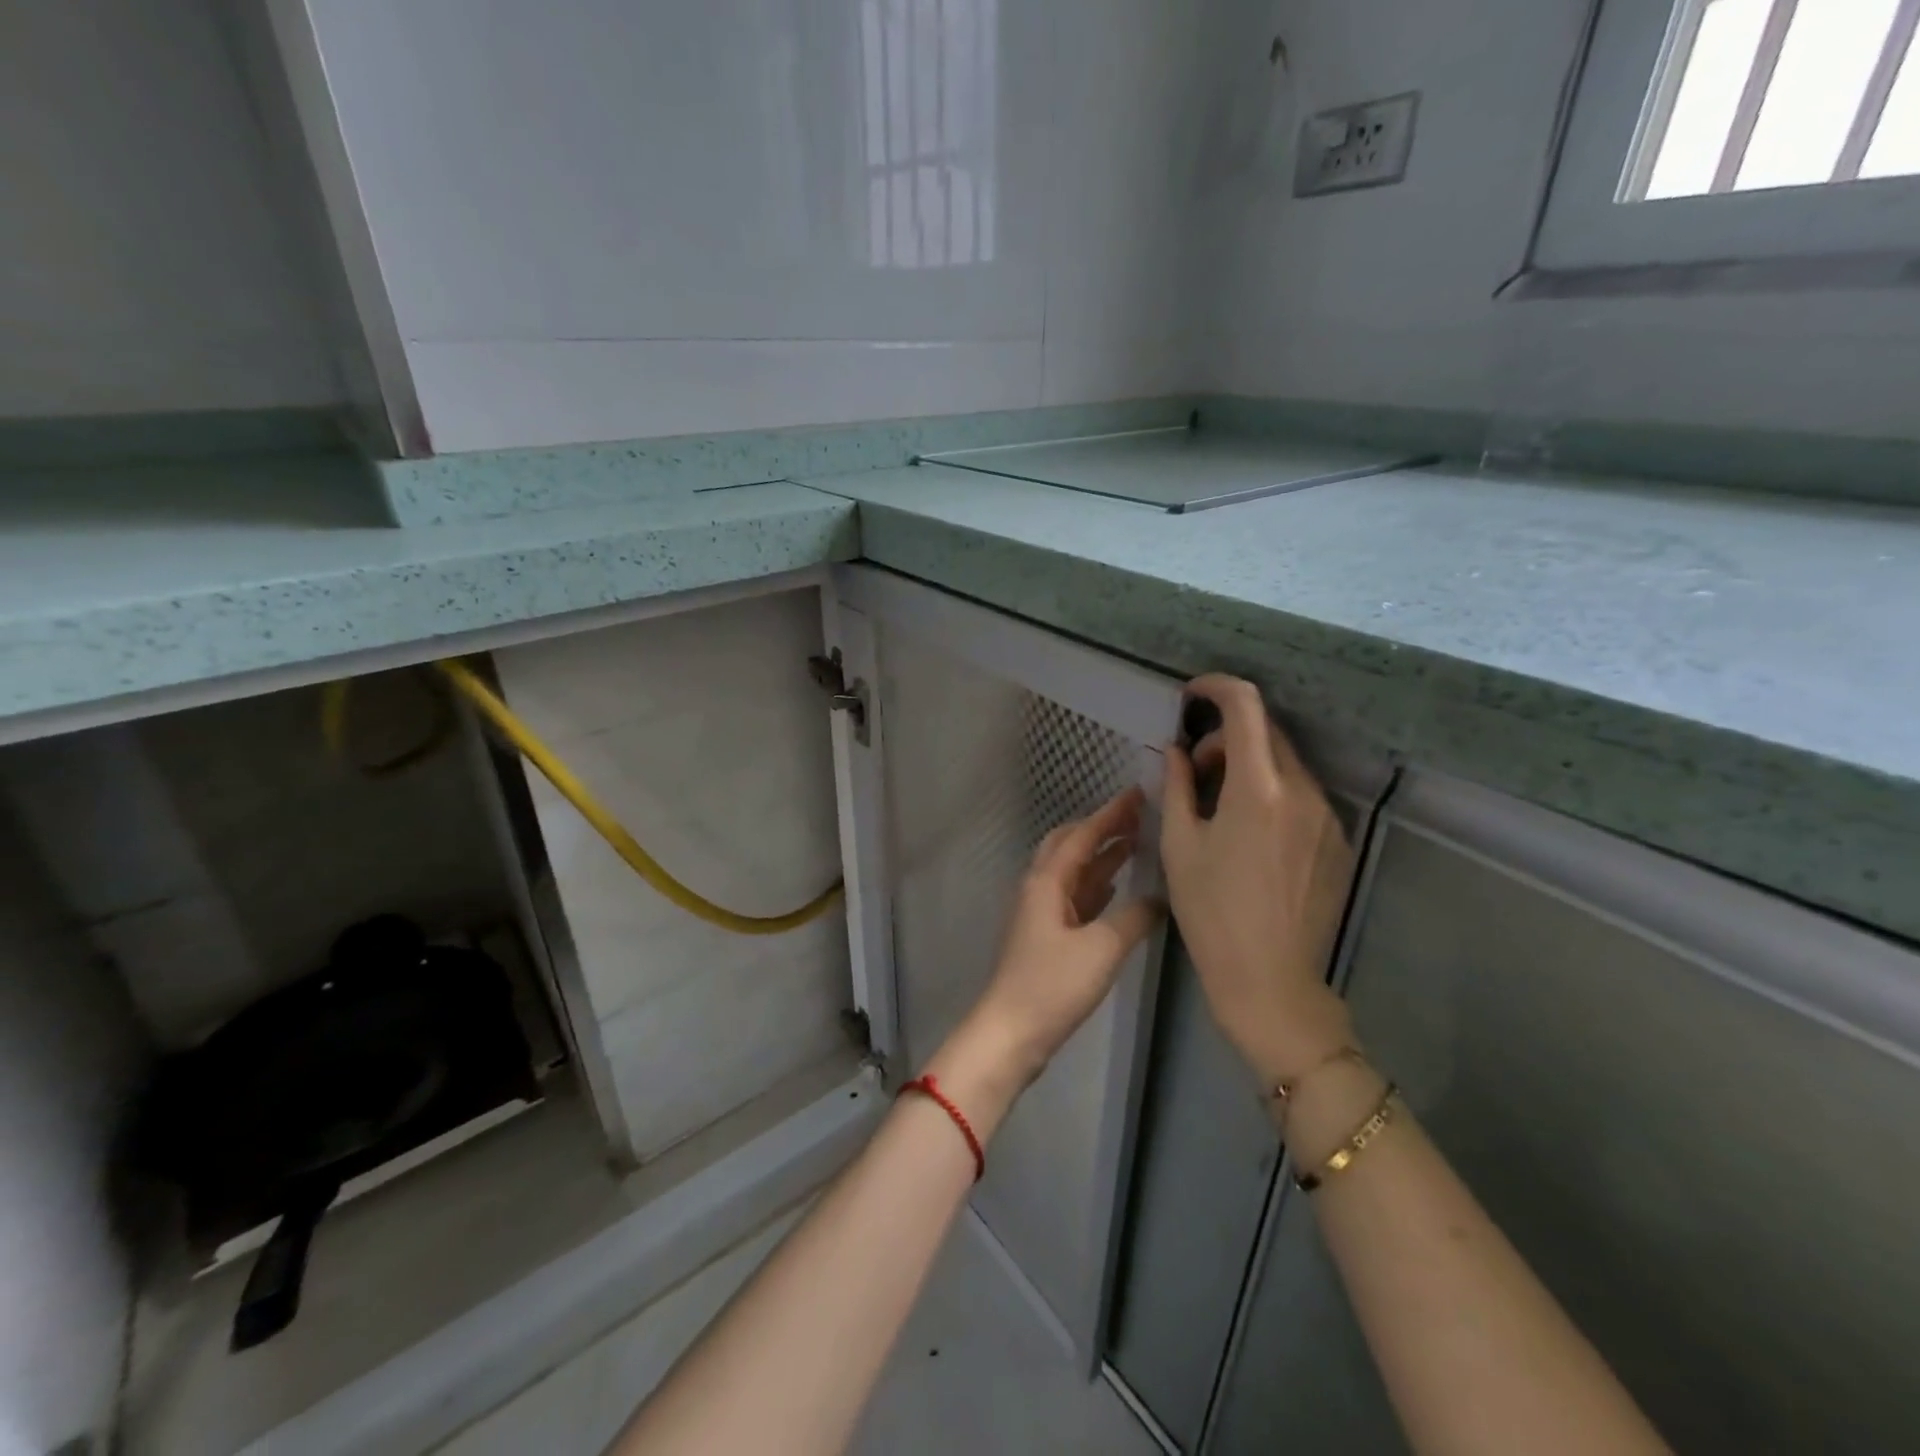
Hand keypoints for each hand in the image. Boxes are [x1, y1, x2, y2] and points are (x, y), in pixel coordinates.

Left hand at [928, 788, 1161, 1133]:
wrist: (1011, 1031)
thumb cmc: (1053, 985)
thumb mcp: (1102, 948)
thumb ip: (1135, 917)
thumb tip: (1159, 897)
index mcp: (1047, 880)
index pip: (1083, 834)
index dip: (1111, 813)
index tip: (1137, 793)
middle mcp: (1039, 887)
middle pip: (1070, 844)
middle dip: (1102, 828)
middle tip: (1137, 817)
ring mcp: (1040, 911)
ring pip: (1072, 870)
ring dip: (1101, 855)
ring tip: (1135, 844)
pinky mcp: (1045, 935)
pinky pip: (1074, 896)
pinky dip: (1095, 884)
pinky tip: (1115, 887)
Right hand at [1162, 675, 1357, 1089]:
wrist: (1270, 981)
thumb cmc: (1211, 913)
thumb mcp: (1180, 845)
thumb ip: (1177, 785)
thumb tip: (1175, 749)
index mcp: (1258, 789)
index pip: (1246, 707)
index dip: (1217, 687)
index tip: (1191, 694)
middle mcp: (1302, 792)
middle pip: (1267, 733)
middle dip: (1226, 736)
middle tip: (1192, 769)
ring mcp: (1328, 818)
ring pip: (1285, 766)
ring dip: (1248, 767)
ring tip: (1218, 807)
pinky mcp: (1338, 842)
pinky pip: (1302, 797)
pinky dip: (1272, 794)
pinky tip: (1250, 835)